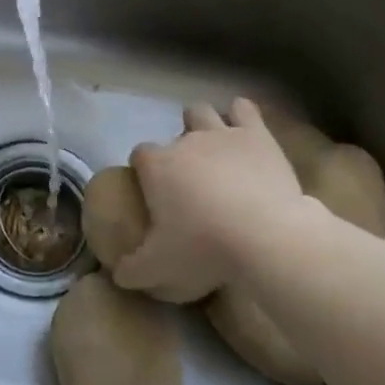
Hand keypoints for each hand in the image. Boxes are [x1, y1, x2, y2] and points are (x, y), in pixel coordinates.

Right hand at [112, 99, 314, 297]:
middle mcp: (185, 141)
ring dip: (205, 125)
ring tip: (214, 149)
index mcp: (157, 166)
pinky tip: (244, 131)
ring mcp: (222, 134)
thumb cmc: (204, 247)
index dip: (145, 170)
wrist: (266, 236)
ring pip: (203, 112)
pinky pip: (244, 110)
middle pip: (173, 134)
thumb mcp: (159, 268)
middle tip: (191, 179)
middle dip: (179, 149)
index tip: (154, 192)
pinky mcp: (258, 135)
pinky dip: (242, 116)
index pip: (140, 155)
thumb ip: (133, 270)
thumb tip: (118, 275)